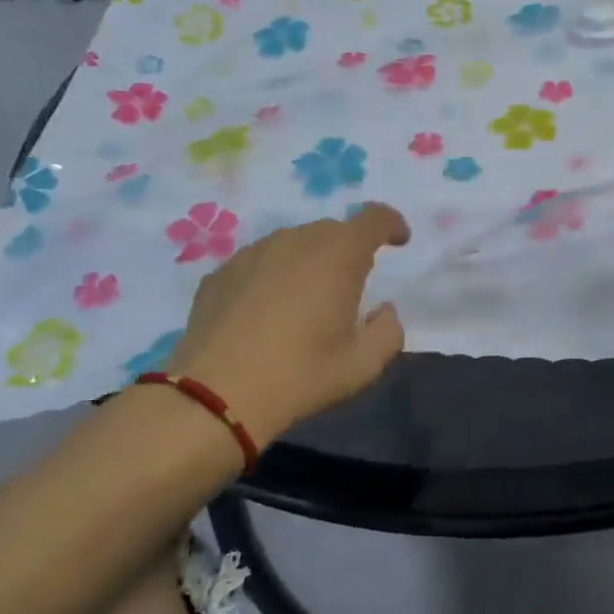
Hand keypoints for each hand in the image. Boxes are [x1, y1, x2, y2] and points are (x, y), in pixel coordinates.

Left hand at [147, 204, 410, 445]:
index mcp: (338, 255)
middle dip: (350, 249)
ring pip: (293, 244)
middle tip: (351, 287)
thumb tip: (384, 311)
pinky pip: (260, 263)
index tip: (399, 241)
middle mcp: (295, 240)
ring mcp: (253, 252)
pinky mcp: (221, 272)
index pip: (374, 218)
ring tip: (307, 301)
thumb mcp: (363, 364)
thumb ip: (388, 331)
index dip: (392, 224)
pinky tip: (266, 313)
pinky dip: (274, 276)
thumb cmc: (300, 375)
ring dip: (309, 262)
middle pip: (333, 230)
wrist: (215, 395)